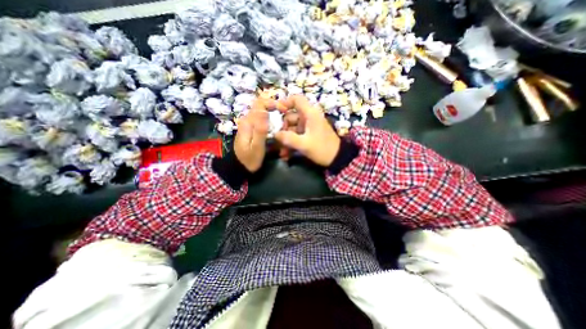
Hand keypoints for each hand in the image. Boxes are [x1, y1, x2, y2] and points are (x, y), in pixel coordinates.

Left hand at [234, 97, 277, 171]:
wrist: (240, 167)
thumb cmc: (249, 159)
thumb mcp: (257, 147)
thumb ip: (260, 130)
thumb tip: (265, 111)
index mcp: (248, 122)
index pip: (260, 103)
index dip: (273, 103)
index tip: (284, 110)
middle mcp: (248, 120)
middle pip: (262, 107)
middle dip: (275, 110)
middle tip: (286, 119)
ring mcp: (249, 124)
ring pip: (263, 114)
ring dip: (274, 117)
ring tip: (283, 126)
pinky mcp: (251, 129)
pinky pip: (262, 121)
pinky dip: (271, 123)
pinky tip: (276, 131)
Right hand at [277, 95, 341, 166]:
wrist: (337, 158)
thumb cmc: (322, 149)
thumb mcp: (304, 145)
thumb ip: (288, 139)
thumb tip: (275, 134)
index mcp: (310, 114)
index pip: (297, 99)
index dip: (285, 102)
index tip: (275, 112)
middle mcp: (309, 117)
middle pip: (290, 117)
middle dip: (283, 130)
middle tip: (278, 141)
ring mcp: (308, 126)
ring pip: (292, 129)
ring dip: (286, 140)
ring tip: (283, 153)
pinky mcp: (309, 134)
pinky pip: (297, 135)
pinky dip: (292, 143)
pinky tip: (287, 155)